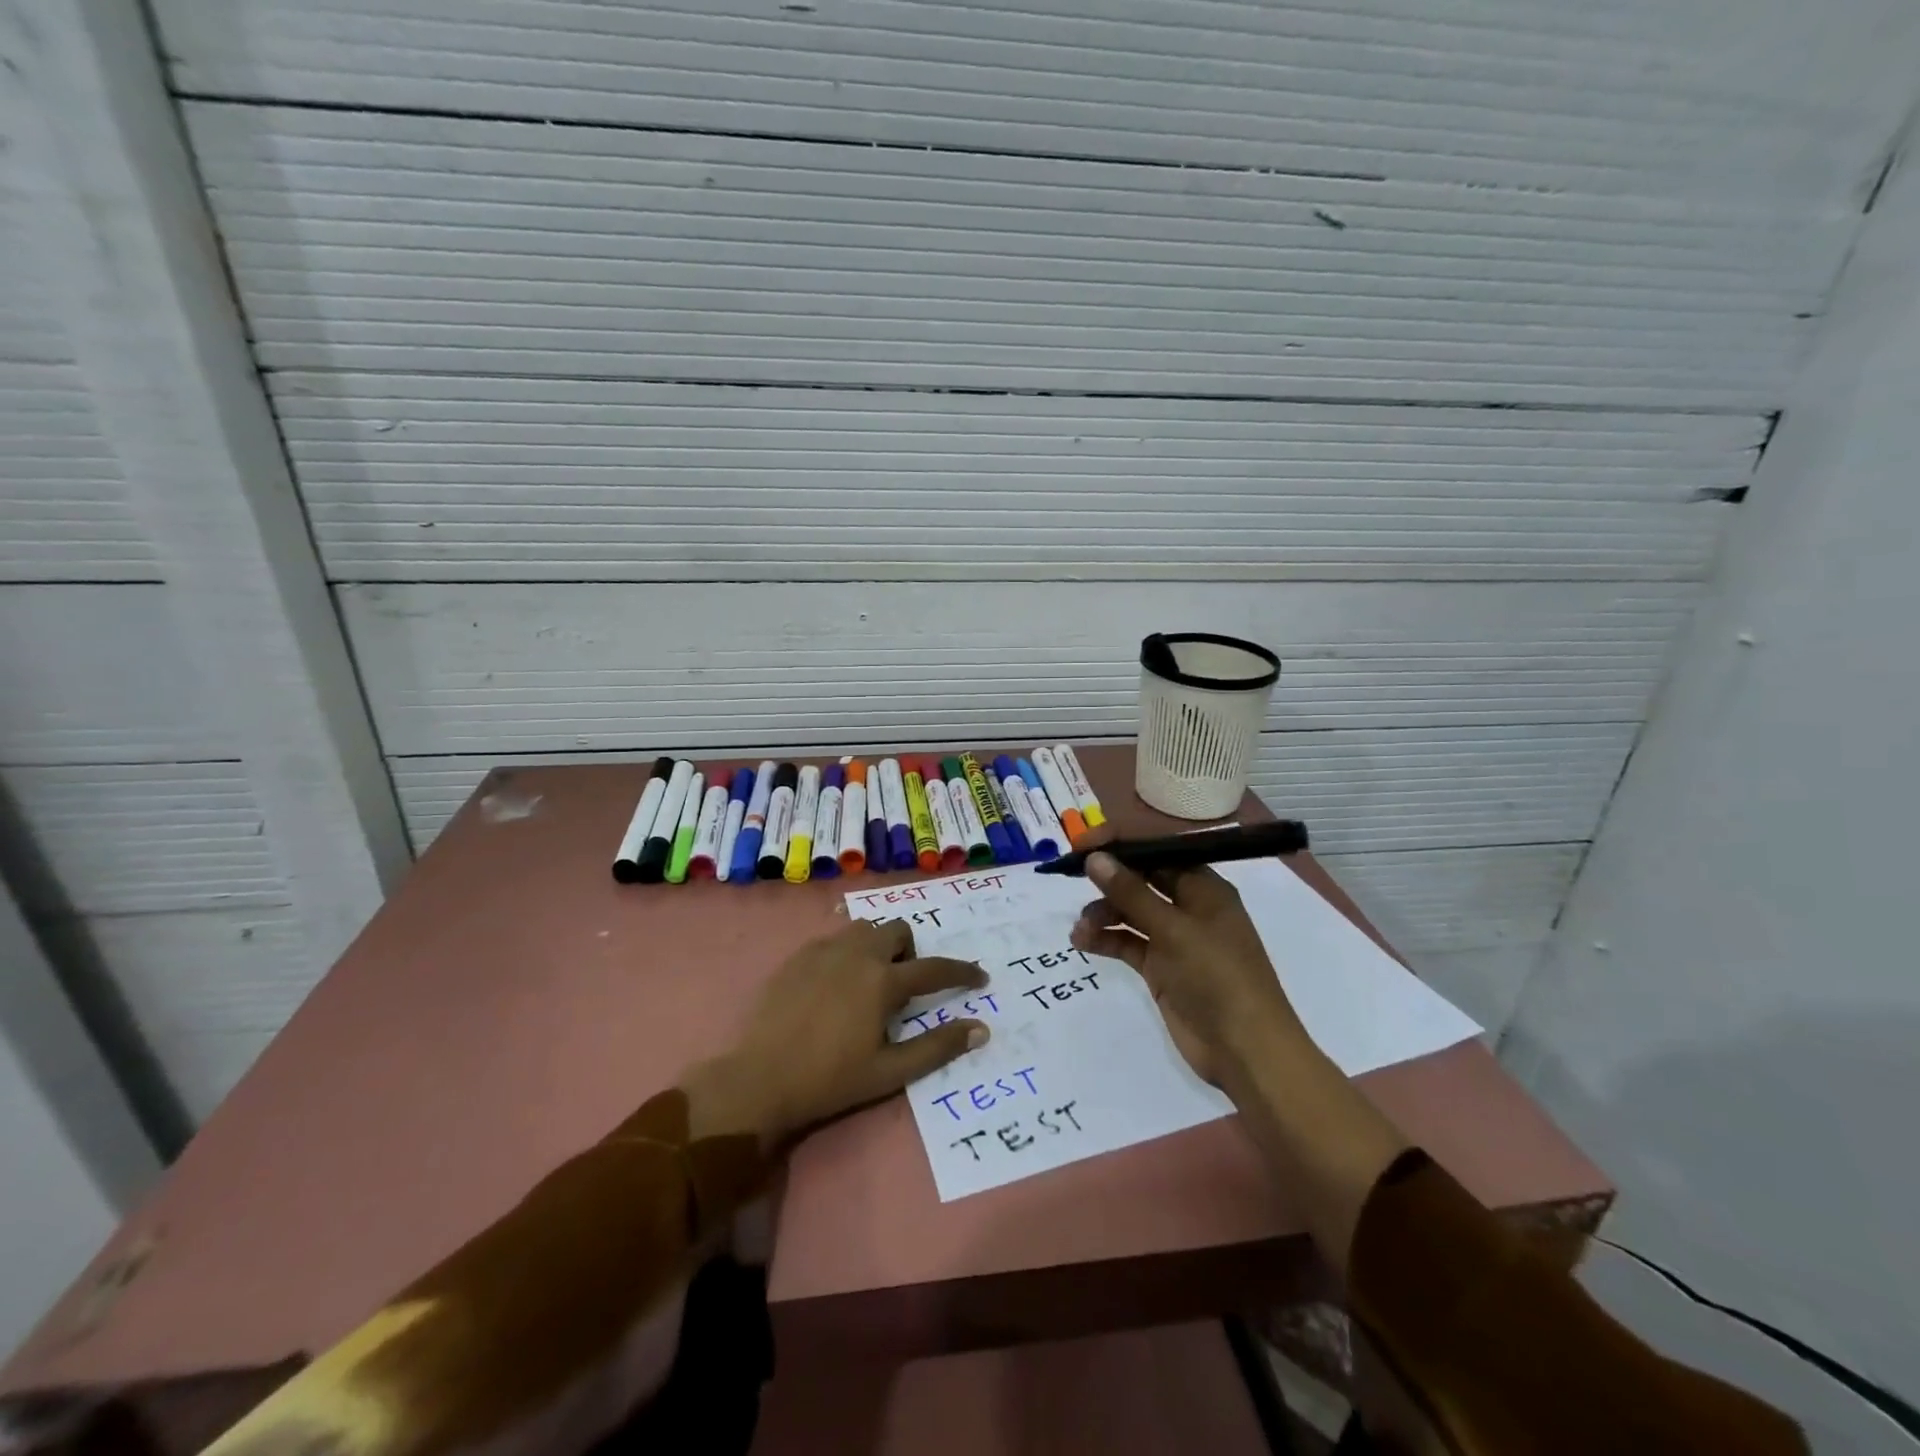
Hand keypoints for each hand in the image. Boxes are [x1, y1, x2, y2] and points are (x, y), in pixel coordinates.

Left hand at [685, 920, 988, 1146]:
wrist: (760, 1079)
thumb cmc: (830, 1080)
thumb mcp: (890, 1071)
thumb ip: (937, 1047)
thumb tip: (980, 1029)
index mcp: (883, 981)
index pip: (934, 968)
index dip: (962, 972)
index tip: (980, 977)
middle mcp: (857, 954)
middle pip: (898, 931)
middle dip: (912, 952)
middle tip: (904, 987)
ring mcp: (824, 950)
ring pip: (865, 929)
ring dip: (879, 946)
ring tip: (871, 981)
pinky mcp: (799, 956)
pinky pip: (834, 939)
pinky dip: (848, 953)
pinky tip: (836, 984)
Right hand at [1070, 852, 1309, 1087]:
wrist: (1246, 1050)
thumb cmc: (1217, 977)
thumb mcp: (1173, 929)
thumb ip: (1131, 893)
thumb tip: (1095, 858)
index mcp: (1204, 888)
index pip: (1158, 852)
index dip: (1122, 845)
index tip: (1085, 842)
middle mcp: (1189, 908)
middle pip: (1141, 881)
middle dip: (1108, 879)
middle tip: (1071, 877)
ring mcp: (1175, 939)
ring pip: (1131, 913)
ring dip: (1104, 913)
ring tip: (1081, 928)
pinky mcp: (1162, 968)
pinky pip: (1128, 943)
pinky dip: (1106, 940)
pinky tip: (1082, 942)